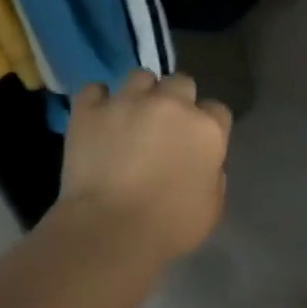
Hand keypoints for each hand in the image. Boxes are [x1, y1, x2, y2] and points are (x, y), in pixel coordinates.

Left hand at [56, 70, 232, 262]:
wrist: (110, 229)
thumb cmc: (169, 226)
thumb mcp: (211, 207)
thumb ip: (213, 176)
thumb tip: (204, 164)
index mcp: (207, 129)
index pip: (217, 110)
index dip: (207, 126)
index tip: (197, 143)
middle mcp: (171, 104)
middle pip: (181, 83)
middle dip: (176, 101)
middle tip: (164, 127)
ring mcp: (128, 101)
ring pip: (140, 77)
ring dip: (140, 94)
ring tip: (130, 117)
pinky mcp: (89, 109)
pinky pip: (94, 90)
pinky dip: (97, 101)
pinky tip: (98, 119)